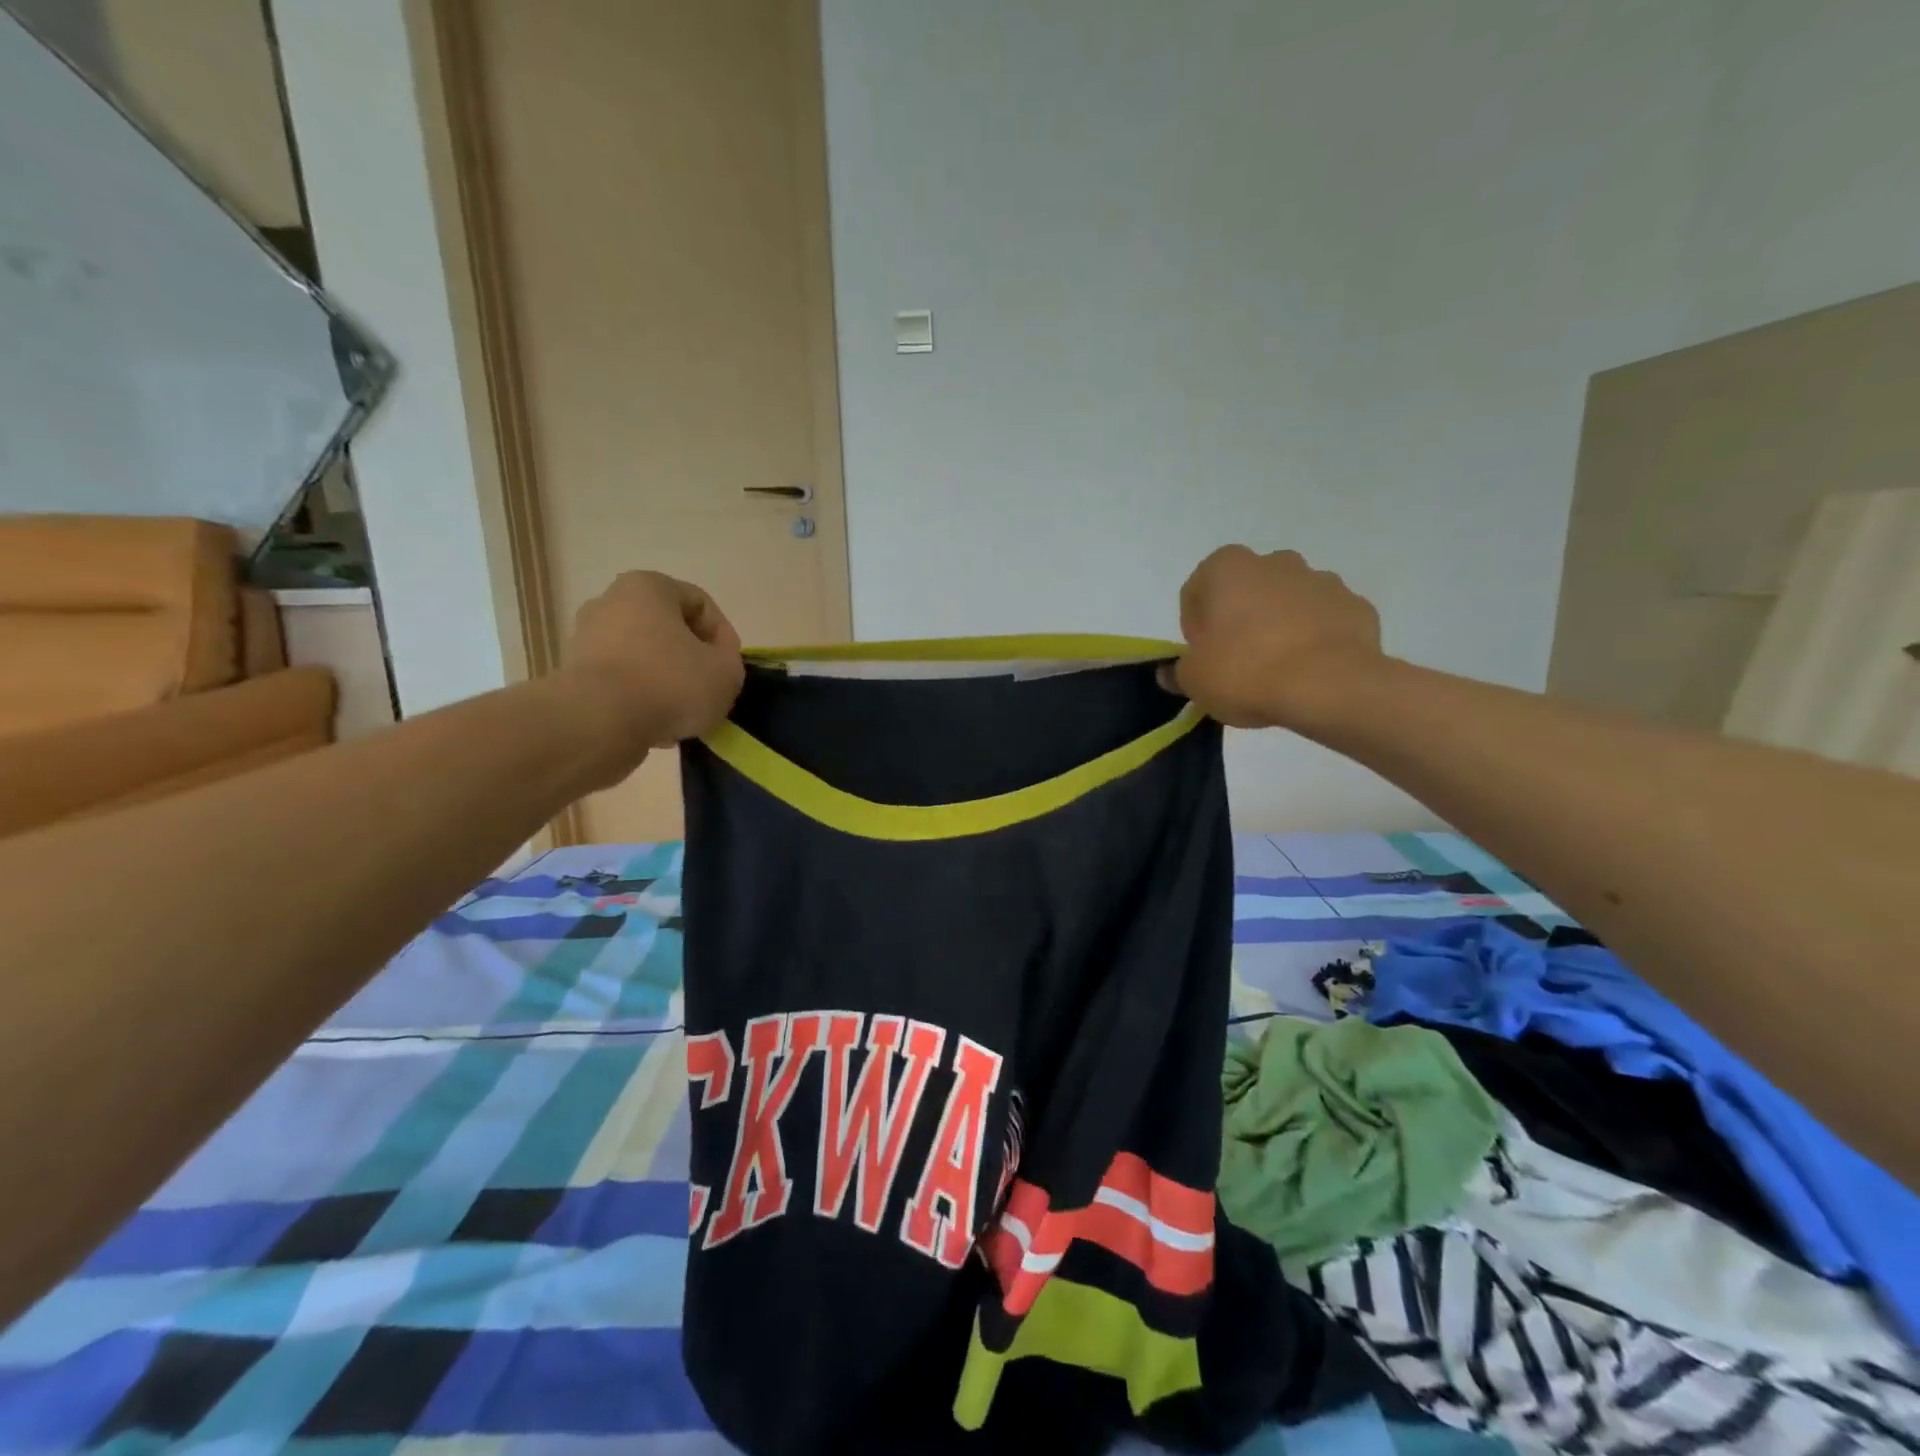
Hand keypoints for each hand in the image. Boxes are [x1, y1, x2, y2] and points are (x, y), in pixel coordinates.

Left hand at [555, 572, 744, 757]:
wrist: (598, 723)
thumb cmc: (669, 683)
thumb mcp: (726, 671)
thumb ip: (730, 659)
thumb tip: (714, 661)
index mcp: (648, 587)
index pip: (700, 604)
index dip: (723, 636)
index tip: (730, 667)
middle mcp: (610, 602)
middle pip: (668, 630)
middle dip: (692, 659)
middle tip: (709, 688)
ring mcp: (586, 638)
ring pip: (645, 658)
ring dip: (668, 682)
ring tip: (684, 714)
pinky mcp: (574, 674)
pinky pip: (621, 682)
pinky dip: (641, 699)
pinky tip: (657, 725)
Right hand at [1167, 546, 1383, 728]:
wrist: (1330, 688)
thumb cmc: (1246, 673)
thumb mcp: (1194, 681)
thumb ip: (1178, 672)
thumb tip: (1170, 673)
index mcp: (1227, 568)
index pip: (1196, 592)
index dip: (1195, 628)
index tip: (1204, 657)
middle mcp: (1275, 562)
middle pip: (1245, 591)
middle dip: (1238, 620)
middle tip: (1236, 663)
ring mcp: (1321, 580)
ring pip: (1286, 602)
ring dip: (1277, 627)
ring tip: (1276, 671)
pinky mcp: (1355, 605)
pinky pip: (1323, 620)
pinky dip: (1314, 639)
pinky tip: (1308, 671)